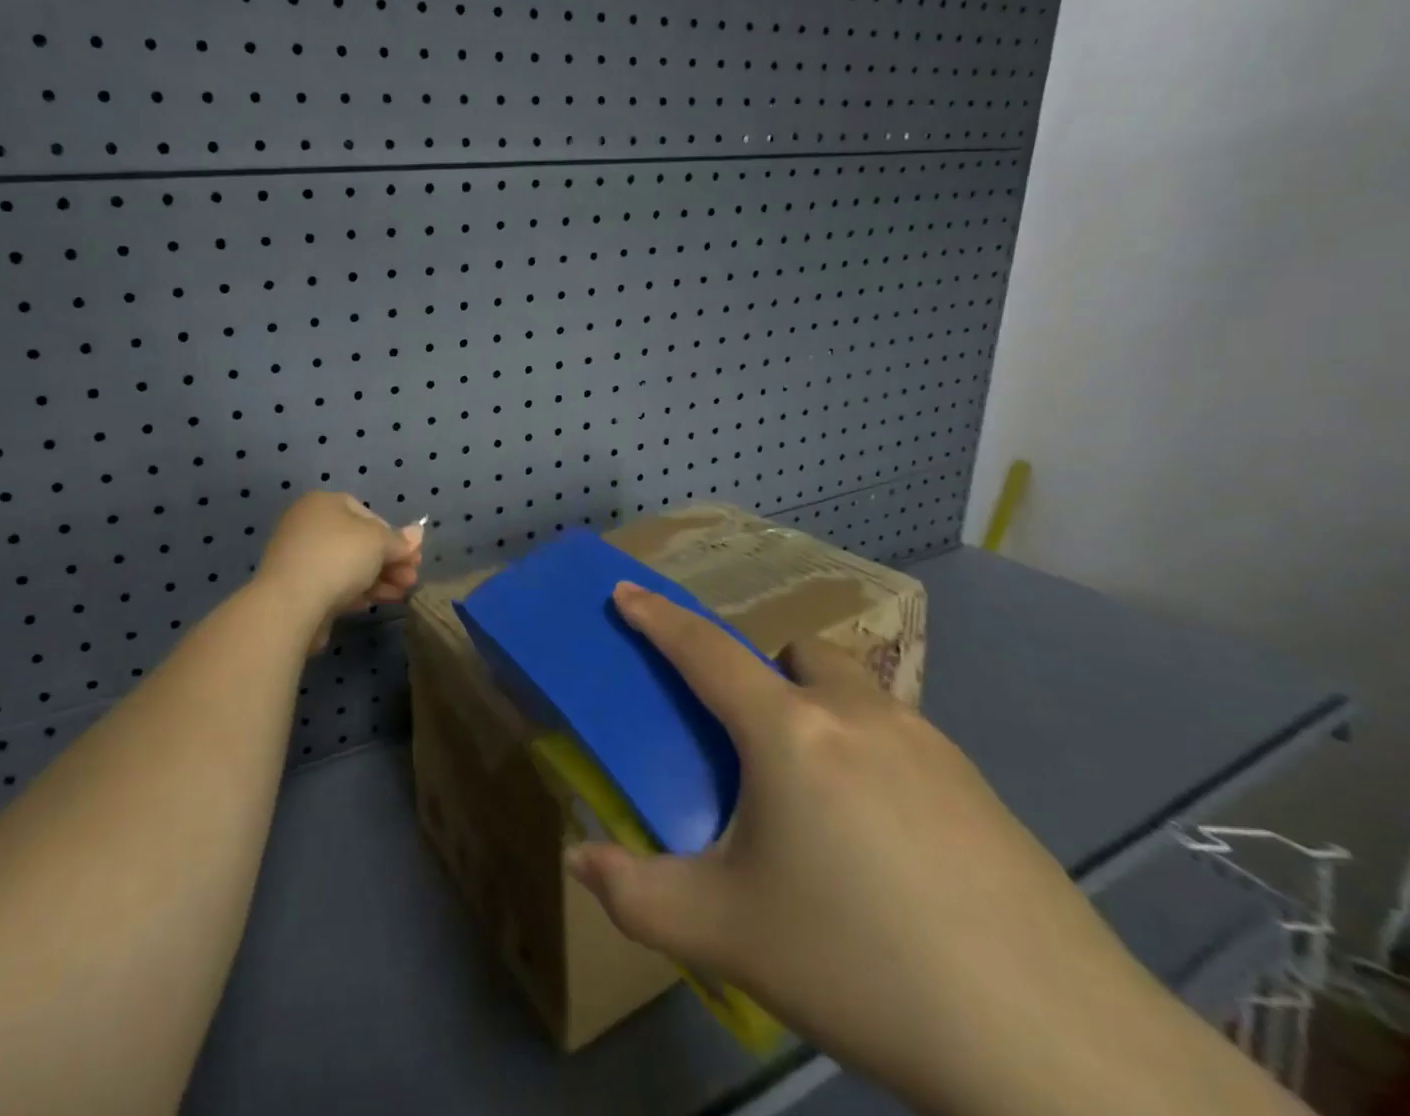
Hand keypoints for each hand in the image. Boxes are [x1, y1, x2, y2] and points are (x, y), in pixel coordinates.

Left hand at [255, 493, 423, 638]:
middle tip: (410, 579)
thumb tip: (418, 533)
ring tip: (400, 595)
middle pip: (358, 542)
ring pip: (347, 565)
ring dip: (377, 578)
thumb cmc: (338, 558)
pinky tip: (372, 603)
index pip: (368, 514)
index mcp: (324, 503)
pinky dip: (355, 591)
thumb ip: (399, 540)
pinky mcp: (296, 587)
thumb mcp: (378, 542)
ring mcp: (299, 556)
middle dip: (389, 561)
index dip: (394, 536)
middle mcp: (308, 524)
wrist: (290, 604)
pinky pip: (332, 584)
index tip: (411, 557)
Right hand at [565, 584, 1277, 1115]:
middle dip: (764, 677)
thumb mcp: (727, 935)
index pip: (703, 651)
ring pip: (854, 691)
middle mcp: (855, 713)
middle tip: (754, 750)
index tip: (625, 590)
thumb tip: (580, 862)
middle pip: (795, 654)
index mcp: (787, 732)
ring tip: (822, 805)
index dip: (657, 617)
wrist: (1056, 1046)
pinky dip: (872, 756)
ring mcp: (927, 743)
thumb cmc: (862, 965)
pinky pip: (901, 737)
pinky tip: (890, 847)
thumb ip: (637, 895)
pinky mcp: (979, 784)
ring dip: (821, 712)